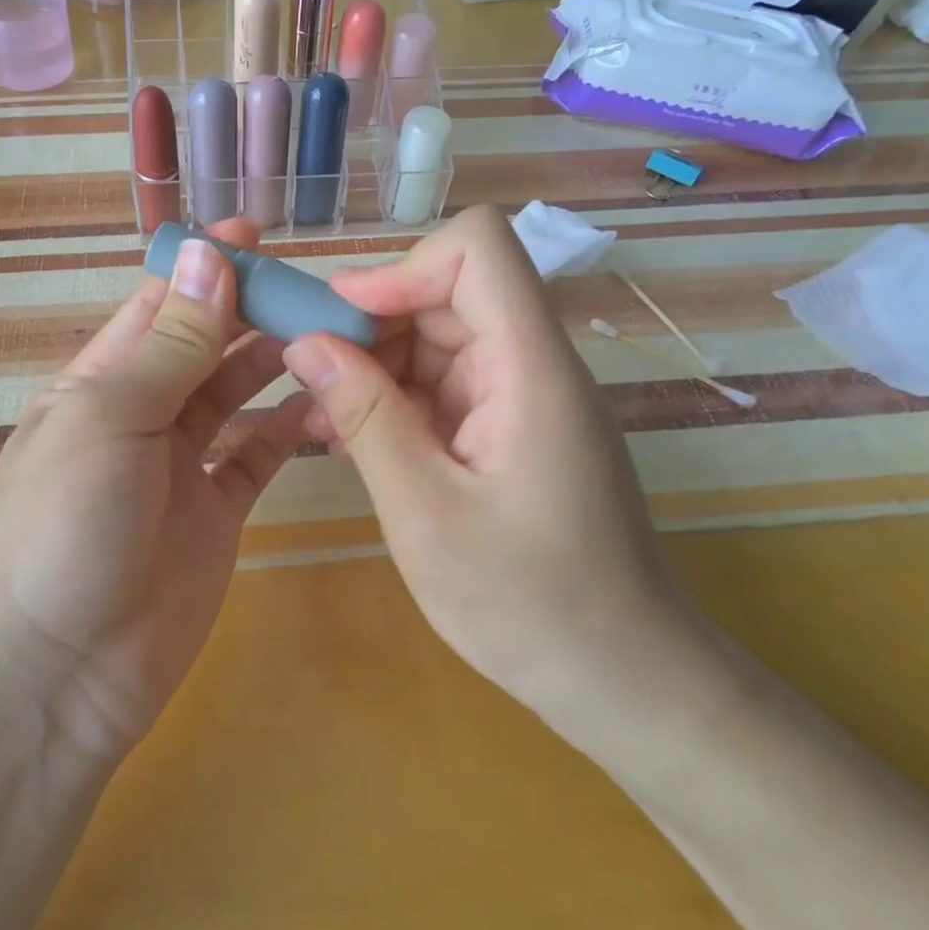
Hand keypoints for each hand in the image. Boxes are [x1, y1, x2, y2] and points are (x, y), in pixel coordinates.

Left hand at [0, 220, 309, 764]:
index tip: (257, 235)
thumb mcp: (110, 419)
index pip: (157, 306)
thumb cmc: (64, 526)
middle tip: (313, 288)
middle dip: (249, 312)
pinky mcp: (216, 515)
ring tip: (327, 335)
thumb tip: (203, 256)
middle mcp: (139, 417)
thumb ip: (169, 345)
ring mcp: (180, 469)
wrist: (55, 673)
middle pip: (202, 347)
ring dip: (273, 363)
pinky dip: (287, 429)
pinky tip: (322, 402)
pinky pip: (257, 458)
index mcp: (98, 383)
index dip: (202, 267)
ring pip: (235, 397)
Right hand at [280, 206, 687, 726]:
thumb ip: (365, 418)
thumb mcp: (424, 512)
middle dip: (374, 325)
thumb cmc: (528, 605)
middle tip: (312, 381)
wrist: (622, 679)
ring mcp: (526, 397)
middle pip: (449, 294)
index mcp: (530, 369)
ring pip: (441, 340)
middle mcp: (534, 365)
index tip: (343, 321)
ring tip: (327, 423)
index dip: (403, 267)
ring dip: (378, 368)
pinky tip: (358, 443)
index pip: (479, 250)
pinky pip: (448, 387)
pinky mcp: (514, 429)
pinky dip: (399, 402)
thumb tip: (306, 345)